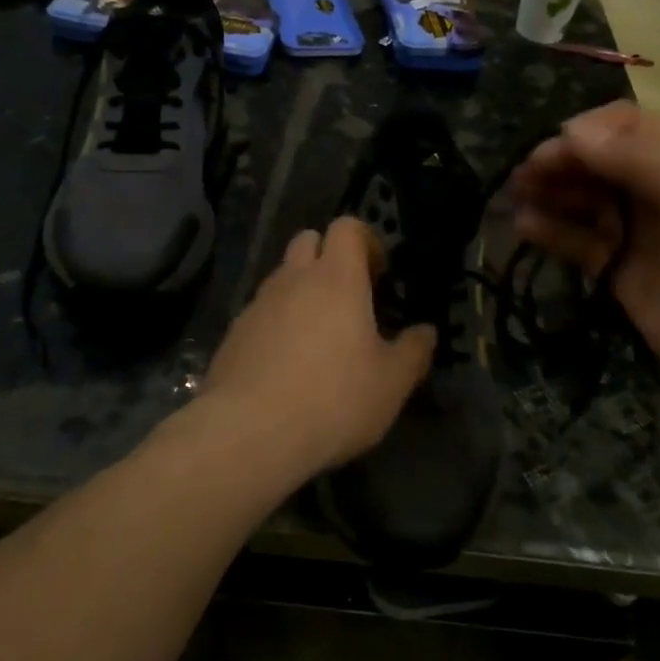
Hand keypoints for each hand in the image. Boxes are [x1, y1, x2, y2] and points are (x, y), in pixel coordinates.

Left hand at [202, 216, 436, 472]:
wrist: (248, 433)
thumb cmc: (333, 399)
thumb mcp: (391, 383)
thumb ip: (413, 351)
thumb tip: (425, 332)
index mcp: (336, 278)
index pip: (347, 227)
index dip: (366, 241)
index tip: (379, 274)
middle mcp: (293, 280)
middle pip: (308, 241)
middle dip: (329, 257)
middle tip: (349, 298)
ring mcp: (257, 305)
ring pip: (282, 278)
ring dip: (302, 292)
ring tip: (319, 338)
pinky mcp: (233, 334)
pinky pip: (260, 313)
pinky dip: (277, 324)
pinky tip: (287, 366)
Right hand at [509, 102, 659, 430]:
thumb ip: (643, 160)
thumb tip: (572, 131)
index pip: (628, 127)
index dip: (589, 132)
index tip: (556, 148)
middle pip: (600, 162)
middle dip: (561, 162)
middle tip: (525, 176)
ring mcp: (641, 235)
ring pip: (585, 201)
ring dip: (551, 193)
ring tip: (516, 197)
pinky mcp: (624, 275)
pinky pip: (581, 244)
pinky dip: (553, 233)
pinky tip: (526, 228)